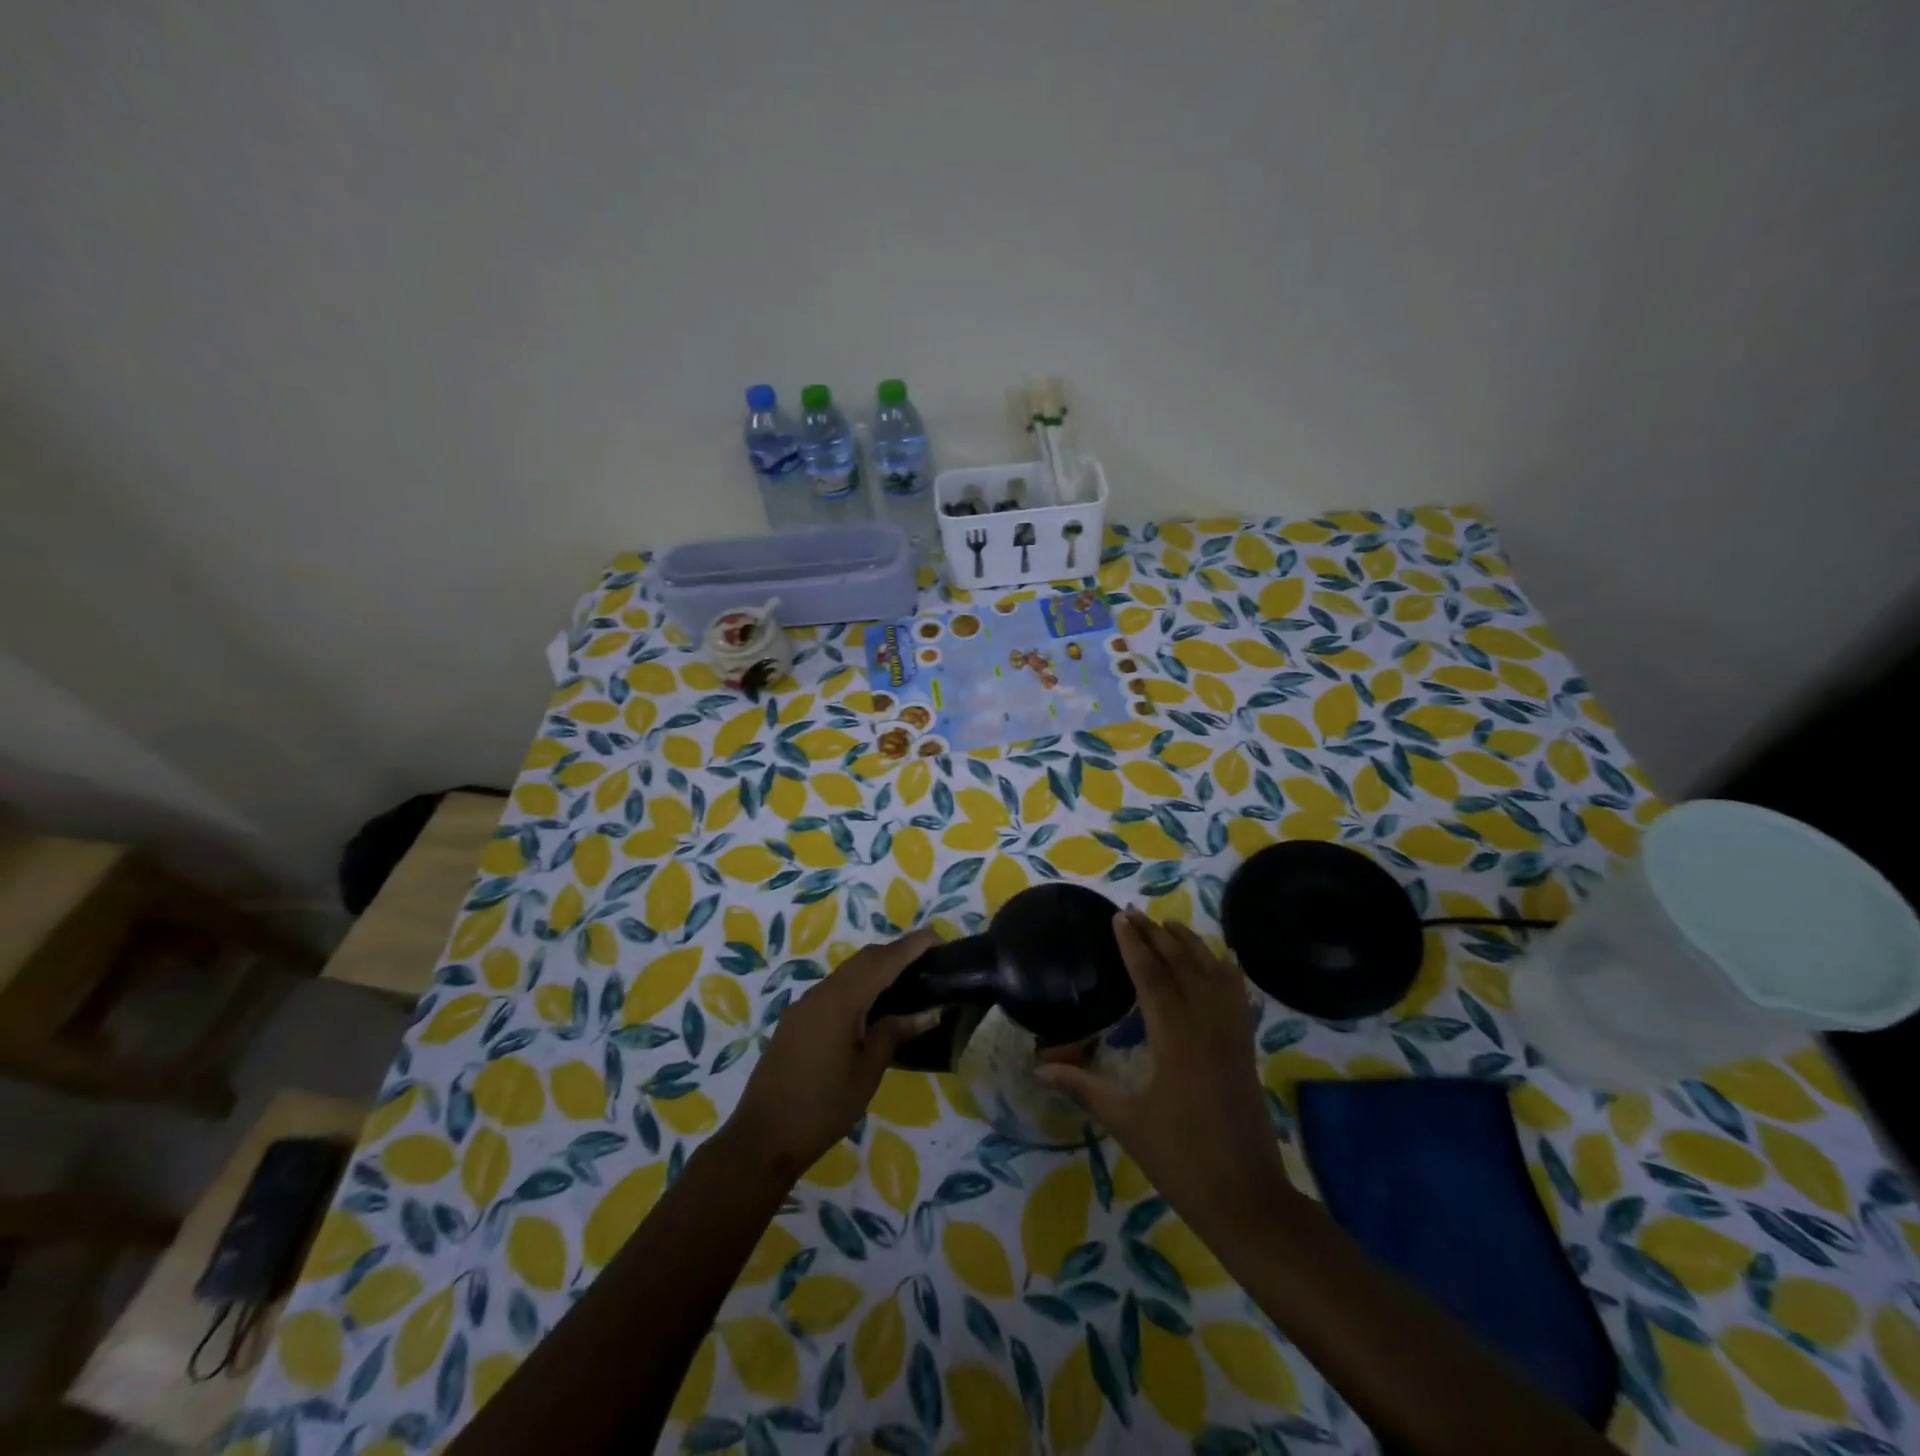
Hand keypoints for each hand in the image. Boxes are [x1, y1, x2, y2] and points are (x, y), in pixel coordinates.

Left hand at [725, 929, 941, 1180]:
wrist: (763, 1138)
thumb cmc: (823, 1107)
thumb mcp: (867, 1071)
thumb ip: (895, 1033)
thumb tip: (928, 1012)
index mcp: (841, 1000)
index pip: (883, 960)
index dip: (911, 946)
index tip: (938, 938)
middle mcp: (820, 993)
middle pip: (863, 960)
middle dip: (895, 954)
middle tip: (927, 962)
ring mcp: (804, 1006)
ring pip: (847, 974)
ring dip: (876, 970)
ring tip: (906, 984)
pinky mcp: (796, 1022)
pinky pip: (833, 991)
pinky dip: (858, 988)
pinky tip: (872, 1009)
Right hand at [1039, 911, 1288, 1240]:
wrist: (1247, 1199)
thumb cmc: (1181, 1160)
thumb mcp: (1126, 1122)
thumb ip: (1084, 1087)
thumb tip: (1041, 1067)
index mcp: (1175, 1041)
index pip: (1152, 977)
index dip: (1133, 945)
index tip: (1118, 917)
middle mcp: (1207, 1027)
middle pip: (1183, 965)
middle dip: (1157, 936)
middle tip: (1134, 914)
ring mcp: (1233, 1036)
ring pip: (1214, 974)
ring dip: (1191, 945)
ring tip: (1169, 925)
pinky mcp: (1247, 1049)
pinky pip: (1238, 997)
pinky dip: (1227, 971)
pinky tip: (1221, 960)